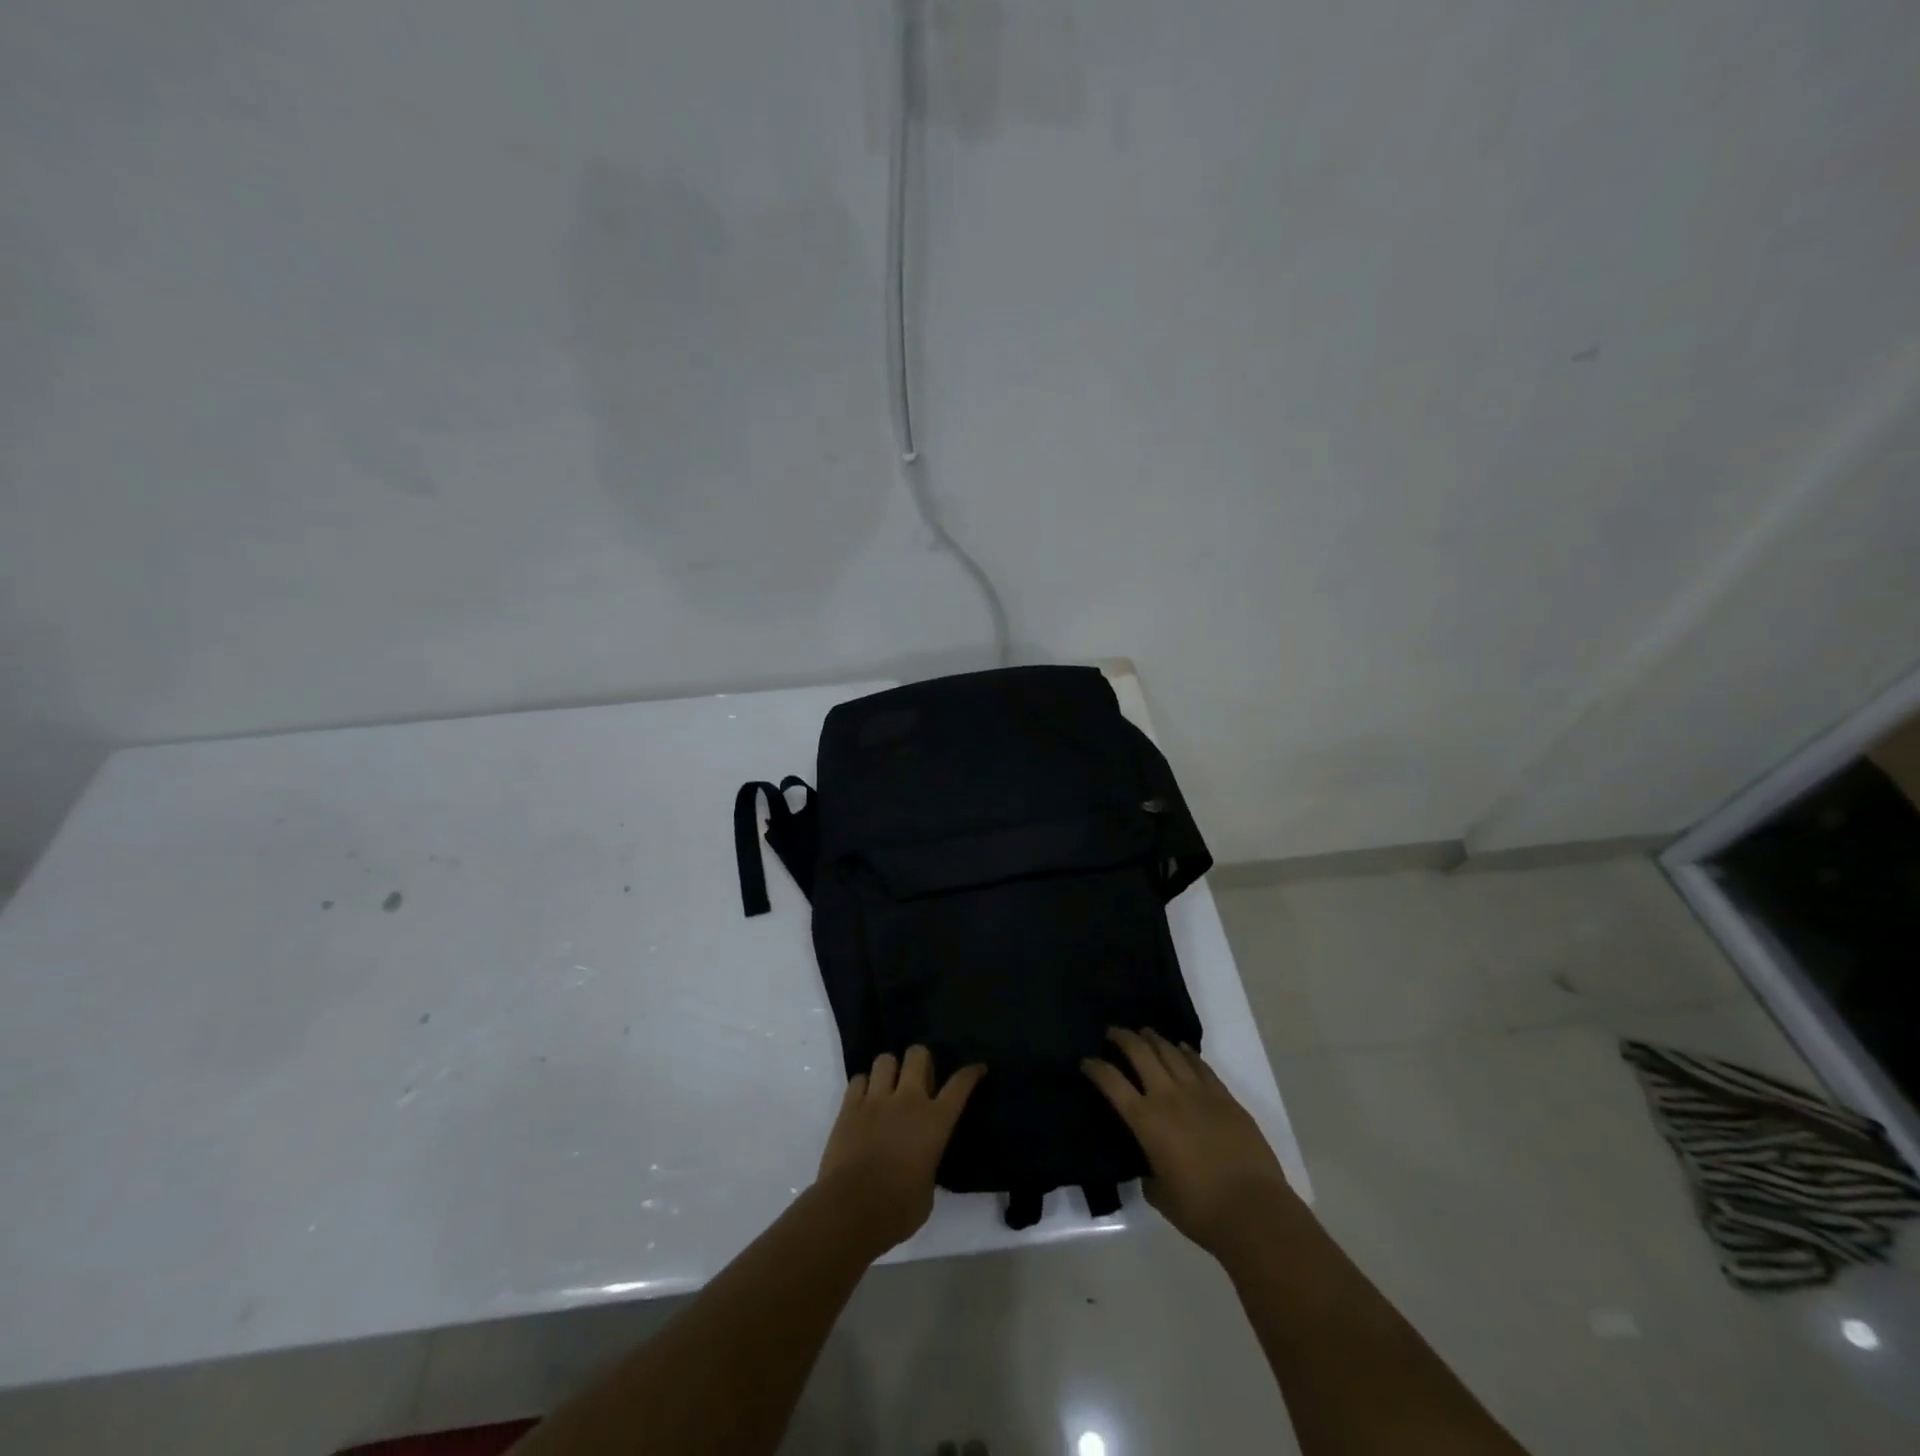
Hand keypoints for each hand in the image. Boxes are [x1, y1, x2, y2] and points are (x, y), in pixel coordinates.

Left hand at [815, 1046, 984, 1255]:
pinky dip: (864, 1086)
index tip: (977, 1068)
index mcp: (935, 1122)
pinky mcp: (849, 1106)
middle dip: (921, 1060)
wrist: (850, 1210)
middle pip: (918, 1055)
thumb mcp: (928, 1190)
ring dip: (890, 1070)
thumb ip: (928, 1164)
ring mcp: (876, 1100)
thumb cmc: (897, 1210)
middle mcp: (908, 1100)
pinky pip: (858, 1079)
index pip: (959, 1085)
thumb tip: (921, 1162)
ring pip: (885, 1059)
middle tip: (920, 1078)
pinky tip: (865, 1101)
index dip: (971, 1073)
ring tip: (888, 1087)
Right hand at [1083, 1027, 1295, 1256]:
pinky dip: (1186, 1052)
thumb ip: (1149, 1173)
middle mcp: (1168, 1097)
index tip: (1086, 1061)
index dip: (1095, 1068)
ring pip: (1171, 1052)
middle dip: (1123, 1038)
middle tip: (1113, 1032)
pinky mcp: (1224, 1097)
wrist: (1253, 1210)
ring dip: (1154, 1039)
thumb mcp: (1160, 1195)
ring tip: (1144, 1032)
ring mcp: (1199, 1092)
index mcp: (1146, 1121)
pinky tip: (1181, 1048)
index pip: (1112, 1082)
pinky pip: (1200, 1065)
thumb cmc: (1200, 1209)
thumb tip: (1150, 1166)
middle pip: (1140, 1053)